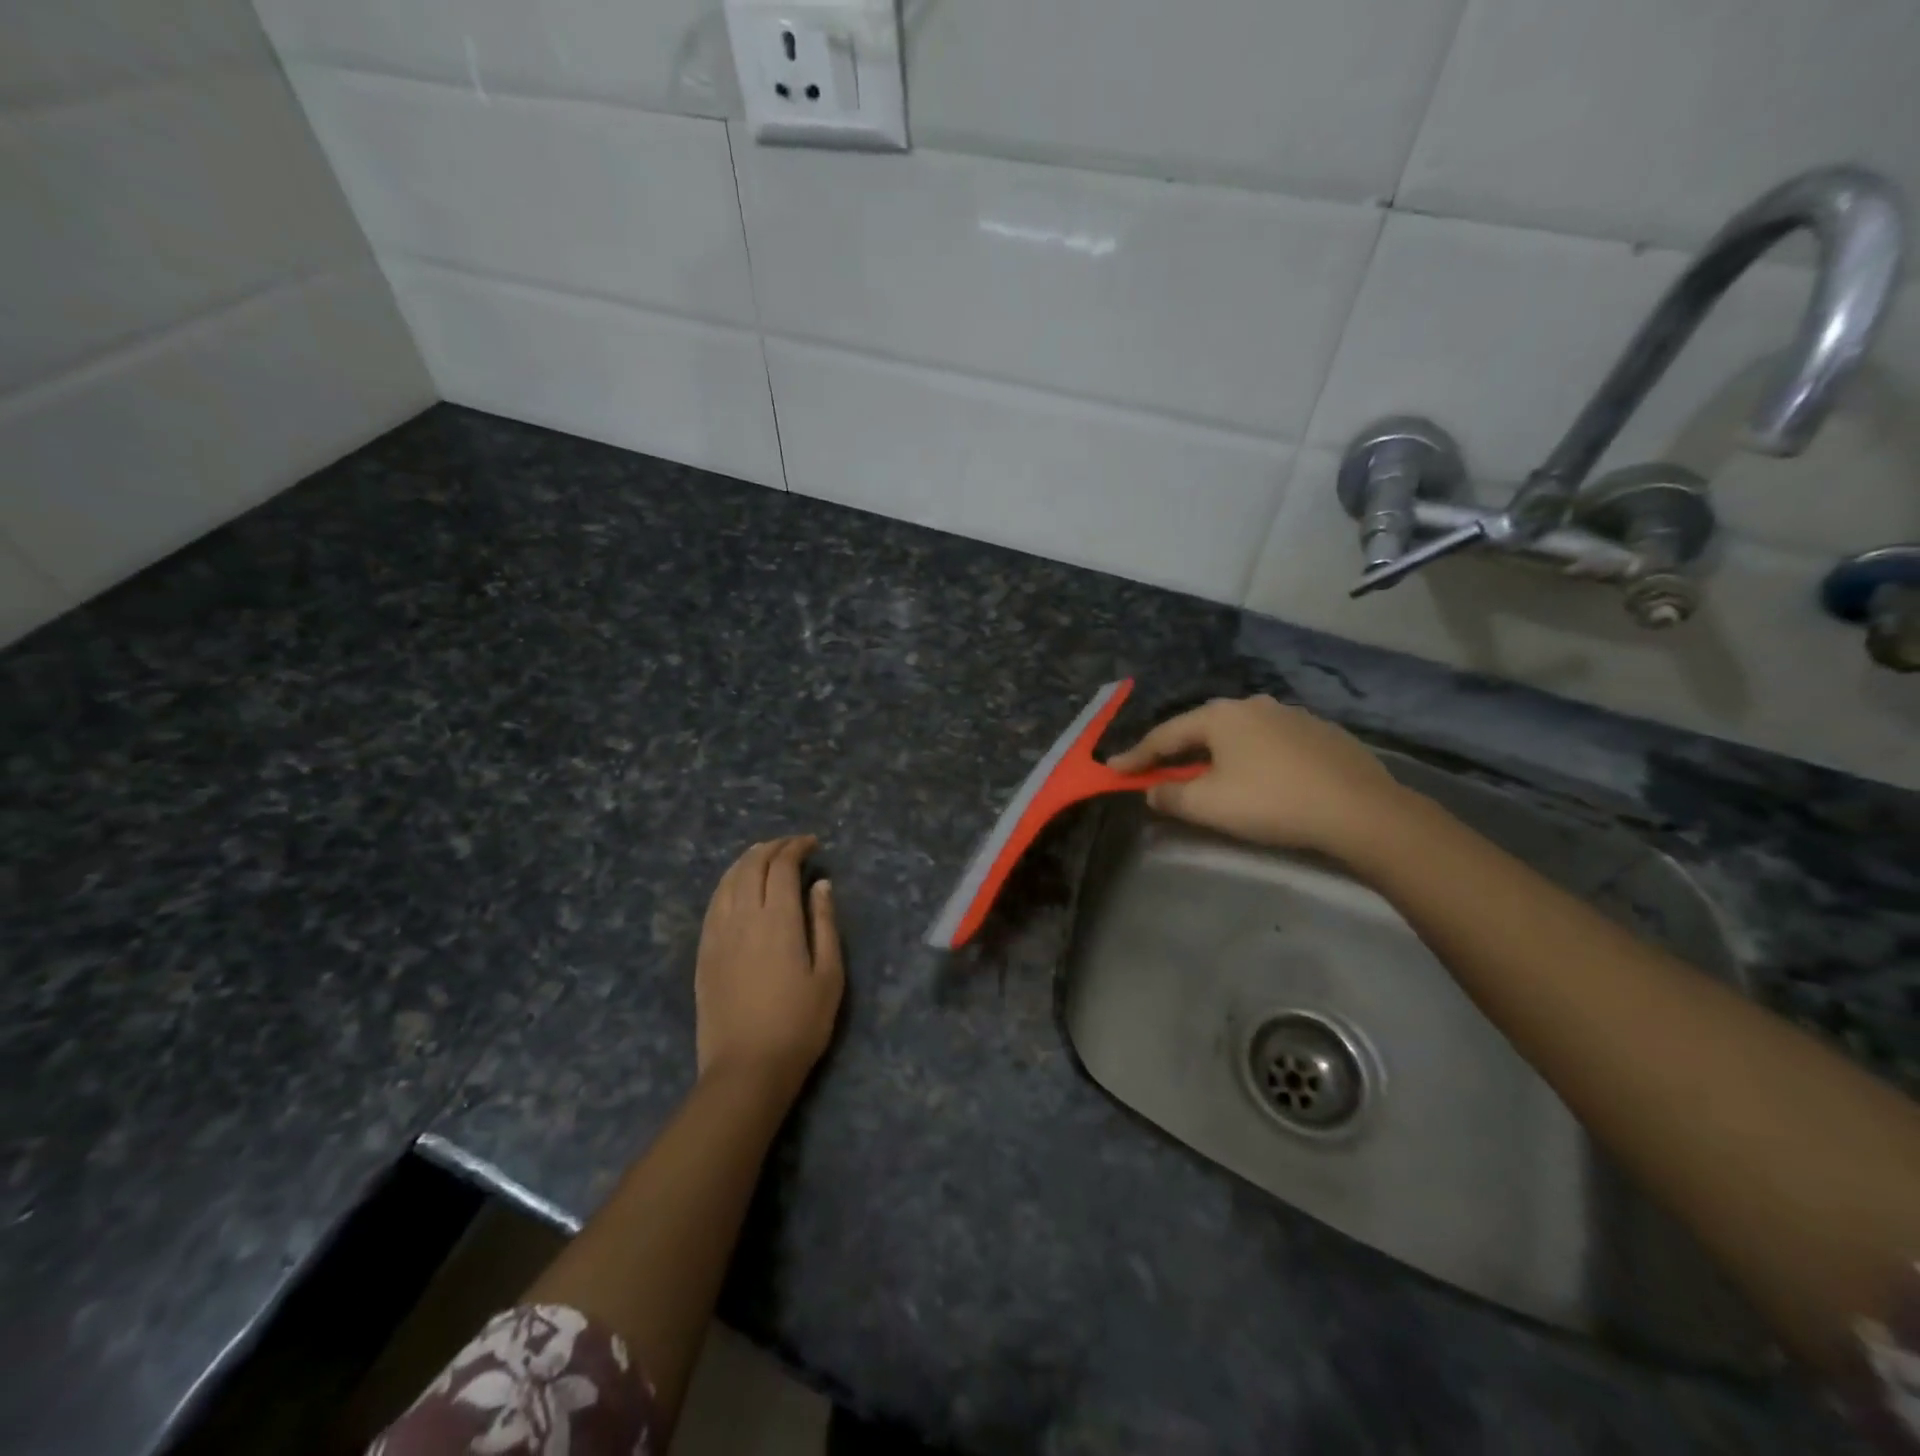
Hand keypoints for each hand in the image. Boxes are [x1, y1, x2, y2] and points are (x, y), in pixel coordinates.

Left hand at [695, 836, 844, 1099]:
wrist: (747, 1068)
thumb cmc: (800, 1023)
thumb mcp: (829, 974)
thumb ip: (824, 923)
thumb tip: (821, 884)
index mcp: (777, 919)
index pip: (781, 866)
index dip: (796, 847)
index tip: (813, 844)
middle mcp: (743, 917)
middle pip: (751, 865)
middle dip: (772, 848)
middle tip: (791, 846)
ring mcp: (717, 934)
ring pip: (728, 880)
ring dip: (747, 860)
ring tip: (764, 855)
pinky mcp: (704, 952)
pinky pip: (713, 903)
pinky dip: (727, 883)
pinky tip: (736, 886)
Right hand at [1107, 696, 1405, 861]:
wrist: (1360, 810)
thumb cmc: (1271, 802)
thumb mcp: (1208, 805)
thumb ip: (1170, 795)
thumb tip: (1153, 789)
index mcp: (1220, 716)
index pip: (1165, 735)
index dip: (1136, 756)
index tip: (1113, 770)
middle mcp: (1252, 705)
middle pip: (1202, 729)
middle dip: (1177, 752)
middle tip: (1159, 772)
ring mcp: (1291, 715)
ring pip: (1239, 735)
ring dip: (1217, 754)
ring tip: (1210, 775)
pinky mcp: (1321, 733)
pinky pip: (1270, 743)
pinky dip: (1252, 758)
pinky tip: (1260, 778)